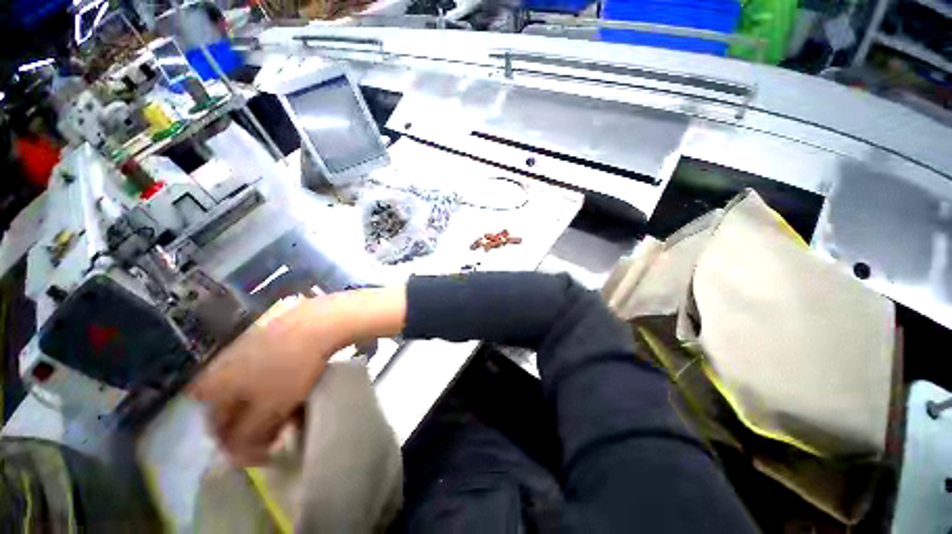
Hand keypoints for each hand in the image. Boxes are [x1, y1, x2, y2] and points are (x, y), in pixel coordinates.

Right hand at [190, 297, 341, 464]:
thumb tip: (239, 451)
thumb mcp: (270, 410)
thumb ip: (248, 436)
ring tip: (293, 412)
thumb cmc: (290, 367)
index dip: (241, 446)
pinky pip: (264, 369)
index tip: (266, 452)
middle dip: (255, 425)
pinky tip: (296, 387)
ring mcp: (242, 347)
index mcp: (211, 385)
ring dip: (268, 406)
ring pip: (250, 389)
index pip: (217, 428)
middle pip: (233, 408)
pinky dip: (276, 384)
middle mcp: (218, 366)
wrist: (319, 322)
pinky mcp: (264, 336)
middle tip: (280, 432)